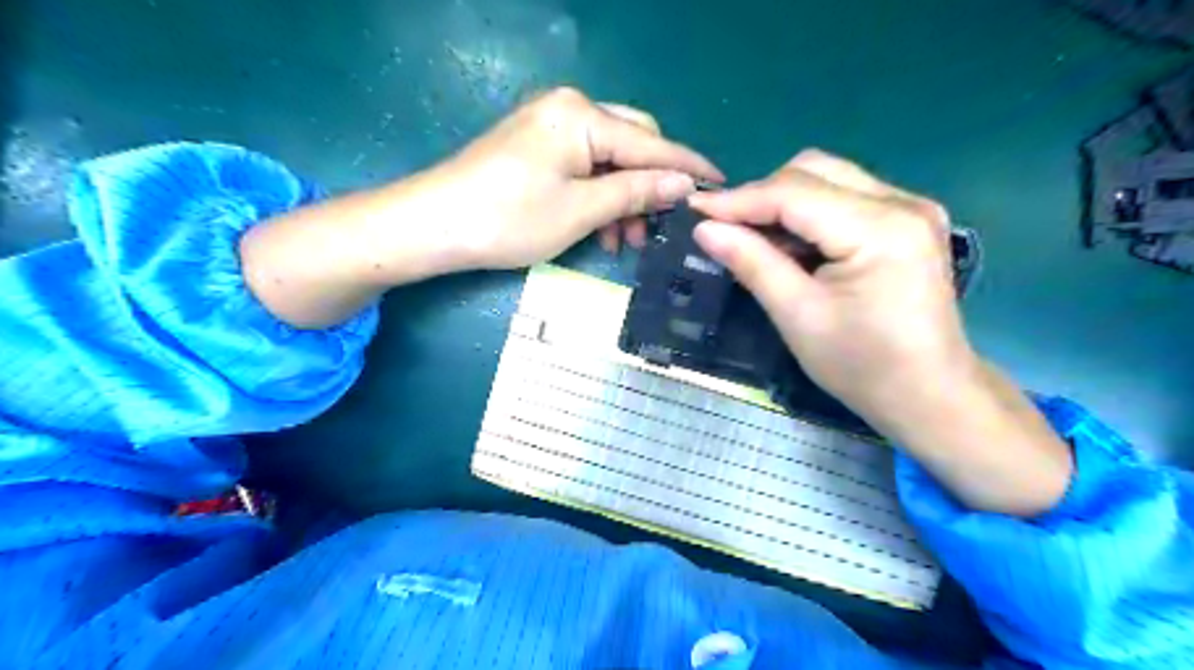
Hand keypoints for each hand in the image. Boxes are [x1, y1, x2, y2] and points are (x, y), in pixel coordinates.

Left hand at [239, 86, 711, 332]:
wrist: (433, 225)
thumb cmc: (509, 219)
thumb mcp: (581, 210)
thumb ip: (635, 192)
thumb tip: (682, 184)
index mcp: (582, 116)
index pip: (651, 142)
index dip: (687, 167)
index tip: (720, 185)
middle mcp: (569, 108)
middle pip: (632, 143)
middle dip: (649, 186)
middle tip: (657, 229)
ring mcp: (549, 126)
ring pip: (607, 158)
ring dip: (623, 197)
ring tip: (624, 241)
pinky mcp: (536, 145)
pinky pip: (583, 165)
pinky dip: (597, 194)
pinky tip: (600, 228)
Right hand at [692, 151, 1072, 518]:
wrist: (929, 394)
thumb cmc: (861, 366)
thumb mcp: (798, 316)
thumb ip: (752, 263)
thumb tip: (704, 229)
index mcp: (880, 228)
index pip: (794, 194)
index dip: (738, 200)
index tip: (693, 208)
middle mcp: (902, 202)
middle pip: (813, 171)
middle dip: (761, 196)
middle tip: (725, 228)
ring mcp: (910, 207)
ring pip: (828, 178)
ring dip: (783, 202)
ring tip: (754, 239)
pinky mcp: (907, 220)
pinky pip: (844, 197)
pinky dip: (808, 213)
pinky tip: (791, 244)